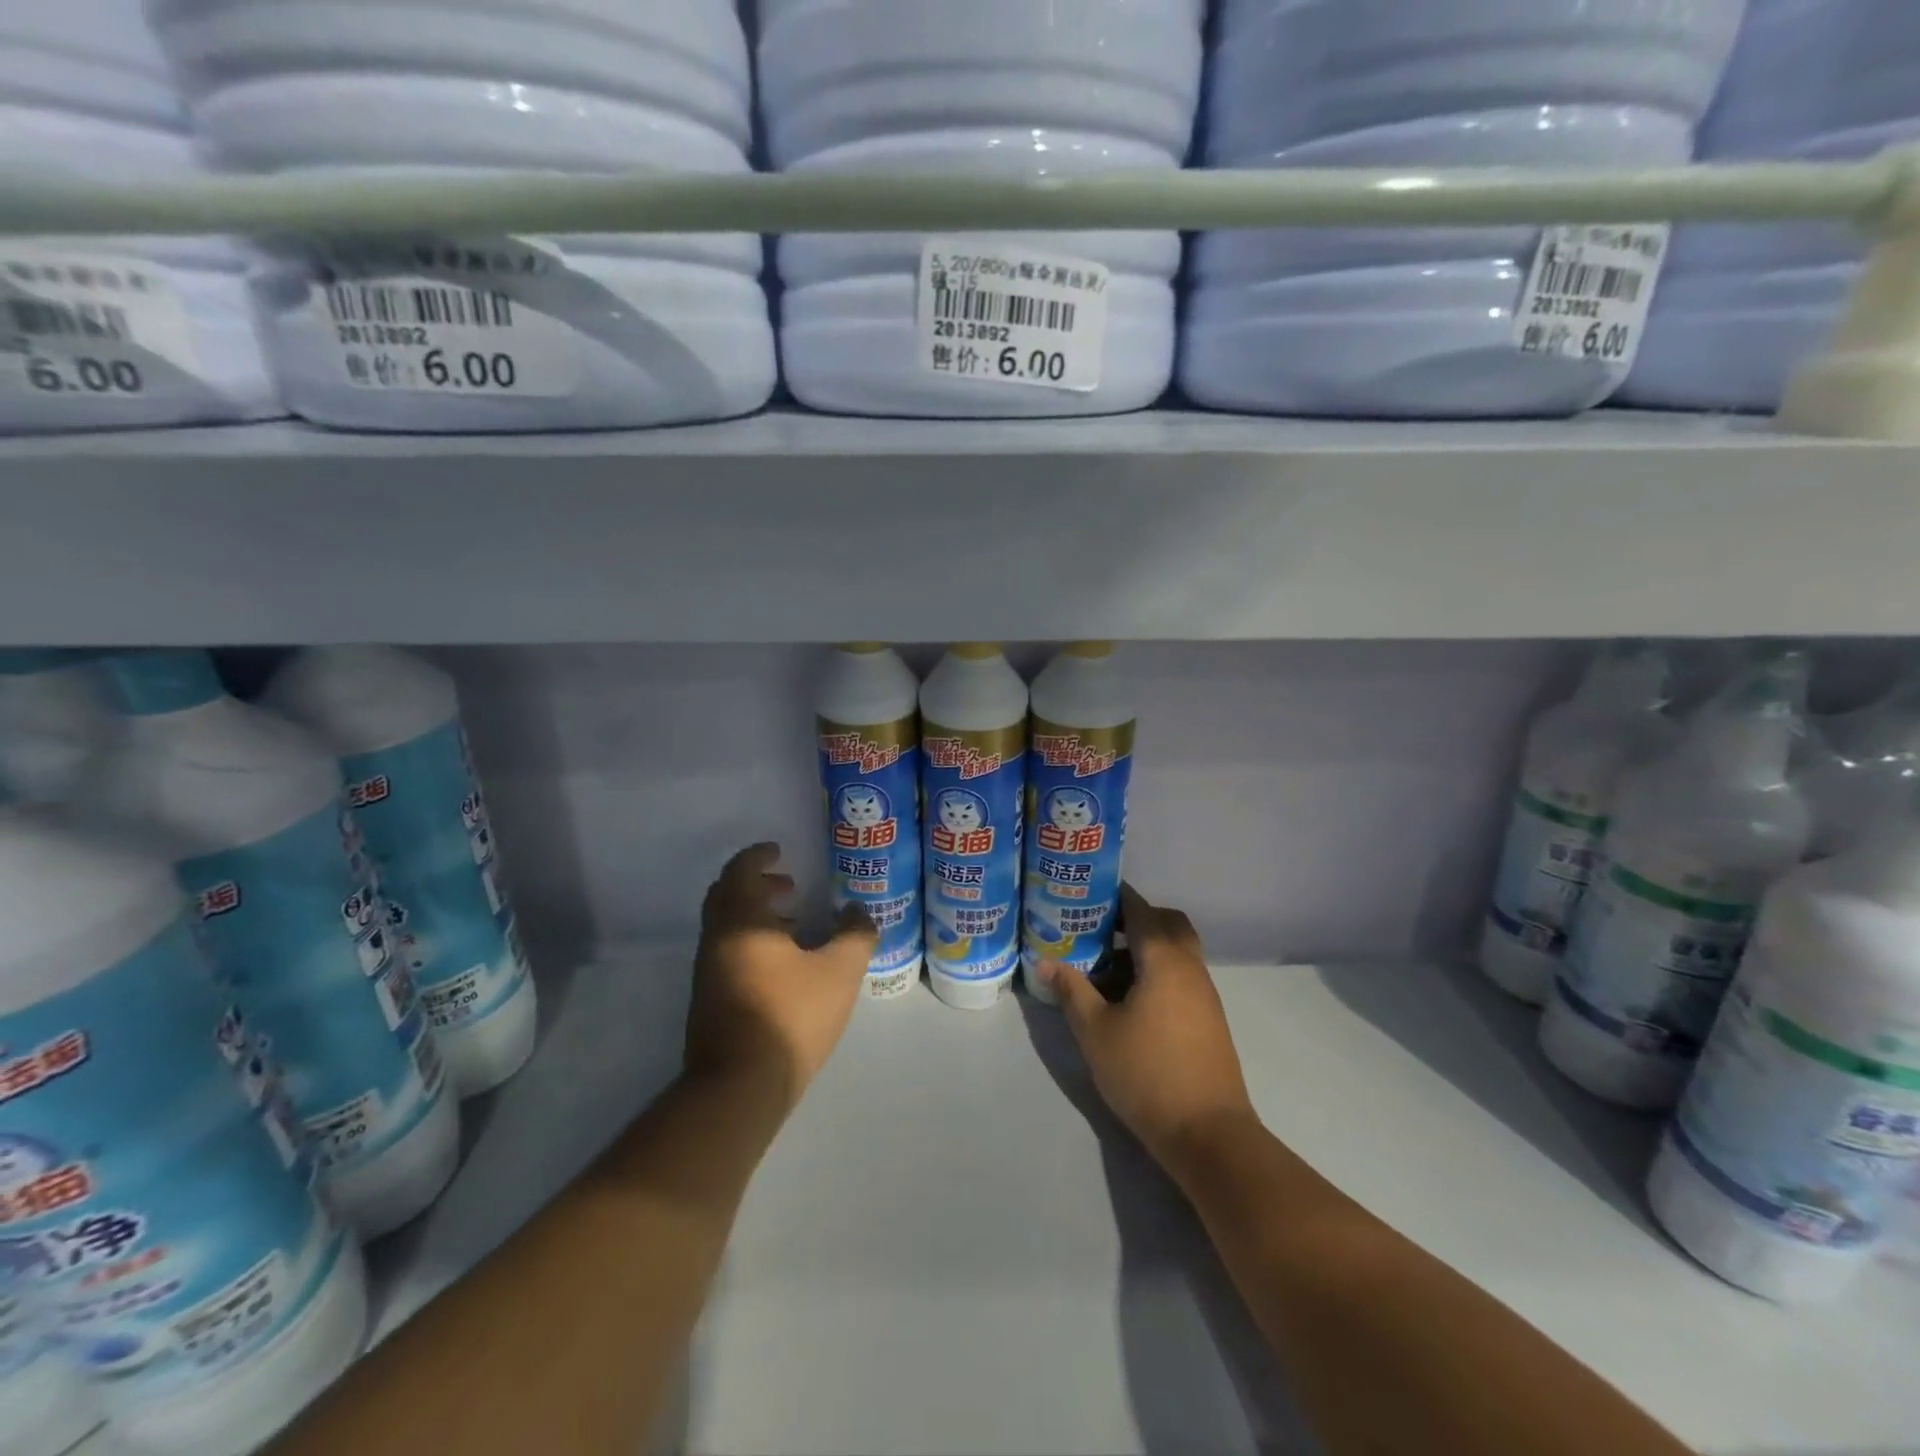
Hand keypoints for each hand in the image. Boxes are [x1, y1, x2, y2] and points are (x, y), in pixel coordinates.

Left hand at [685, 843, 876, 1114]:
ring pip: (726, 926)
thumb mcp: (838, 972)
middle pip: (727, 895)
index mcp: (741, 921)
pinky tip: (782, 964)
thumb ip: (855, 935)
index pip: (740, 871)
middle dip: (756, 884)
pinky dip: (750, 941)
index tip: (779, 851)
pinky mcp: (708, 1000)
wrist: (737, 1088)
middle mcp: (717, 939)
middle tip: (789, 886)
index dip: (759, 856)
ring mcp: (707, 972)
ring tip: (793, 924)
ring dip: (755, 914)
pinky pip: (727, 952)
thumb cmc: (790, 1016)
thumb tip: (858, 911)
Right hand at [1041, 885, 1257, 1174]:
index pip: (1142, 910)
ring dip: (1146, 948)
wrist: (1208, 1134)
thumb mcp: (1095, 1032)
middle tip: (1100, 928)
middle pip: (1168, 924)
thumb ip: (1071, 991)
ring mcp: (1205, 994)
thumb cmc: (1146, 1074)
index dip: (1117, 896)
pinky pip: (1182, 976)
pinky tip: (1129, 999)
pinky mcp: (1208, 1019)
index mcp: (1164, 960)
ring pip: (1177, 951)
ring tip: (1105, 966)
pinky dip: (1158, 971)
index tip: (1090, 891)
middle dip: (1136, 918)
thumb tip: (1045, 961)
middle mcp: (1190, 967)